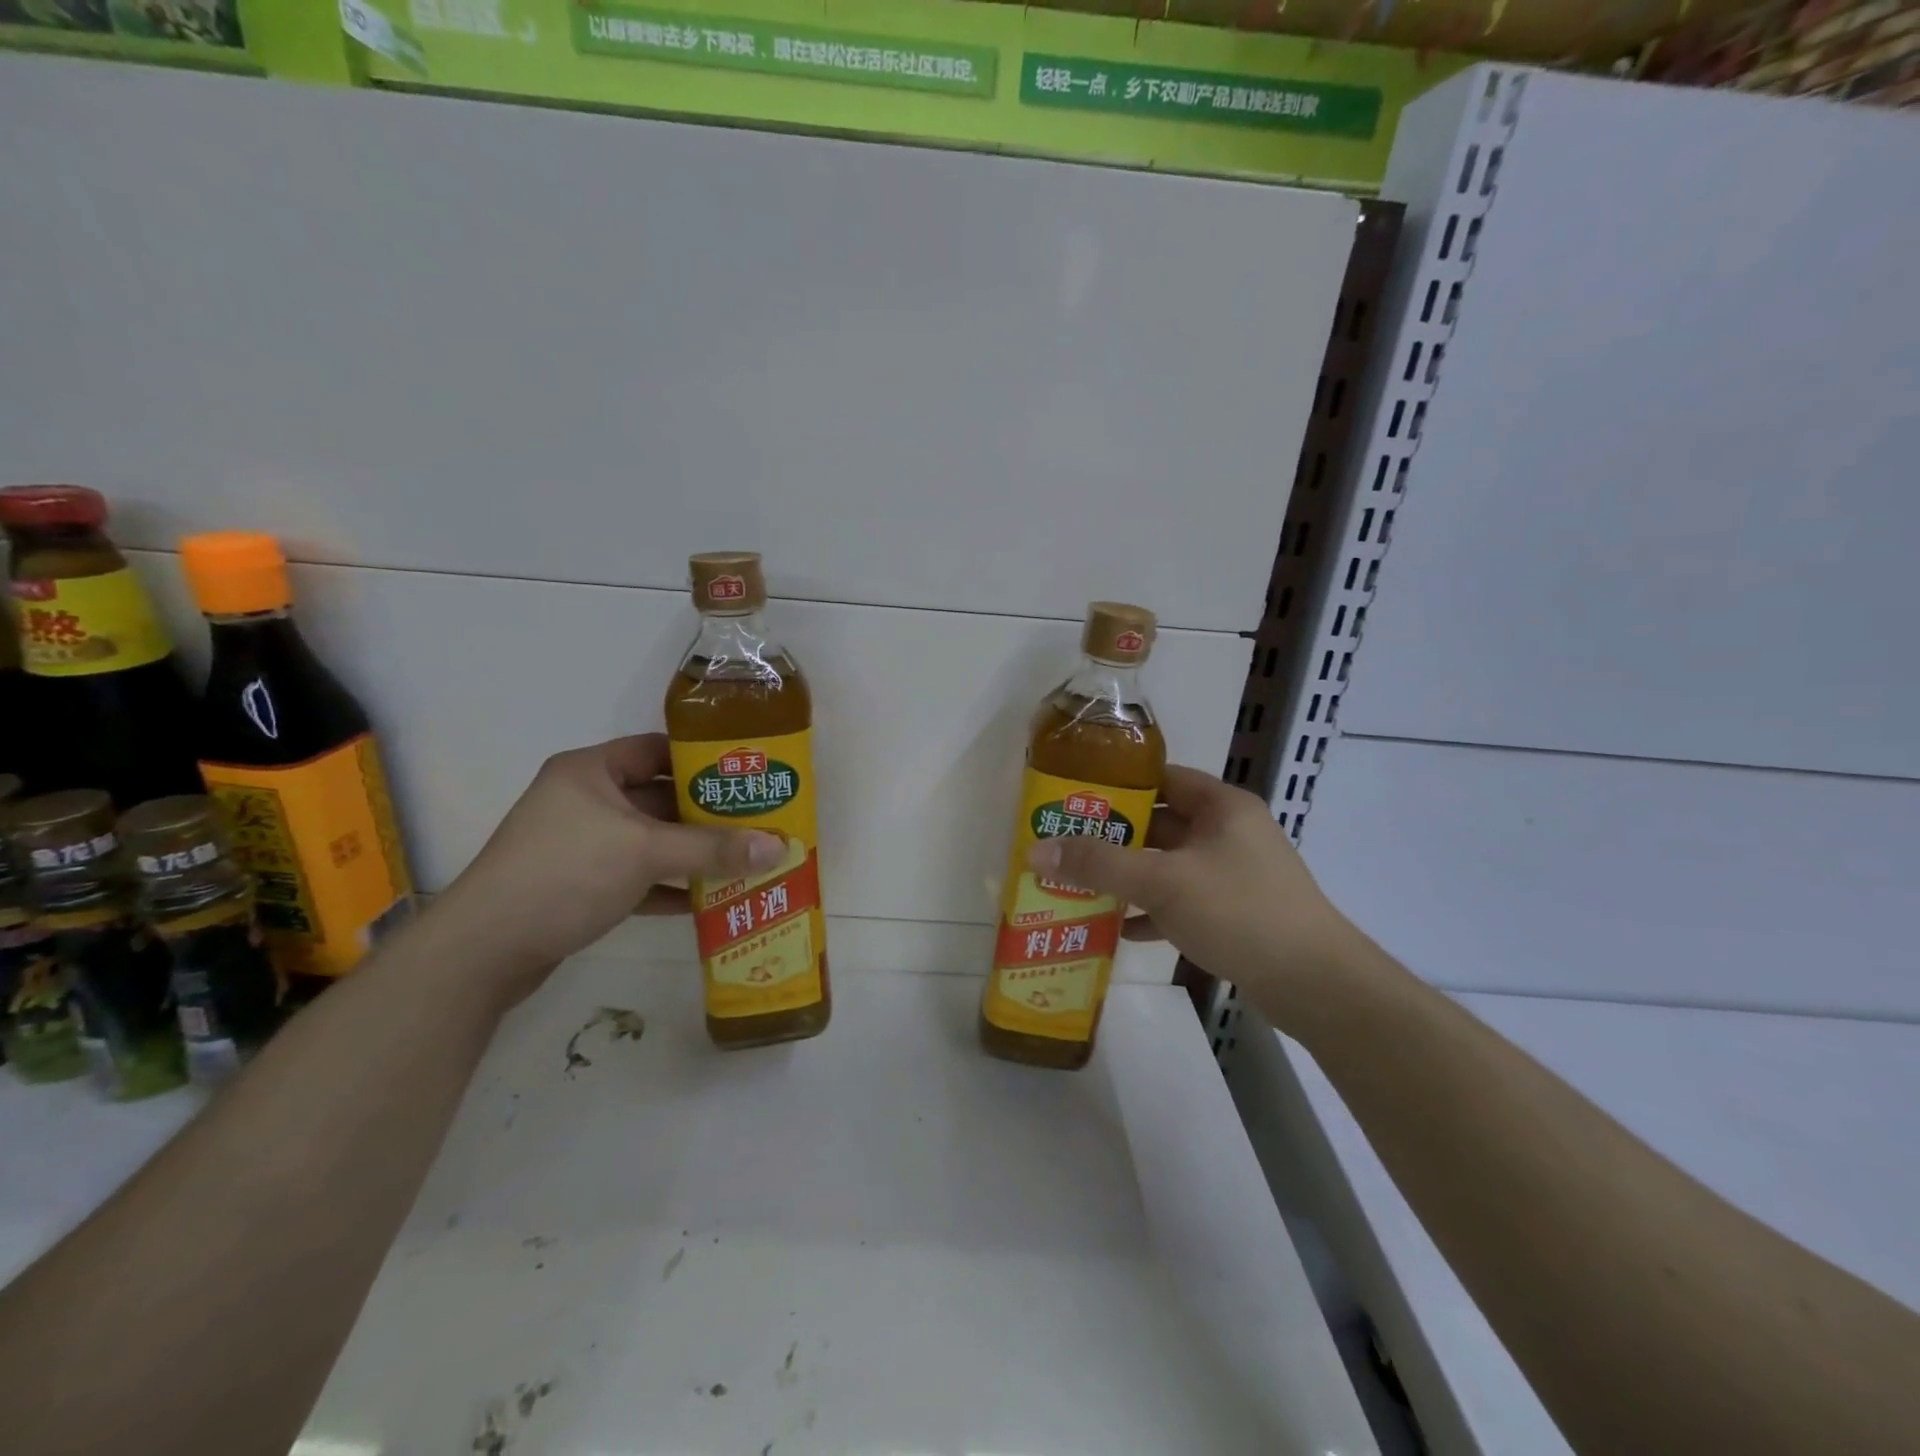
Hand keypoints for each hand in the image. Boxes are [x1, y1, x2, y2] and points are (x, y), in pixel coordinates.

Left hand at [438, 734, 783, 1001]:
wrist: (483, 950)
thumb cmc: (565, 873)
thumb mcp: (645, 853)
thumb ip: (713, 848)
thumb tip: (779, 847)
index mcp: (591, 772)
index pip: (657, 750)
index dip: (702, 759)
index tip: (747, 774)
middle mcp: (585, 801)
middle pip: (659, 798)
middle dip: (706, 814)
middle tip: (757, 820)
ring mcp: (581, 845)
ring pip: (650, 841)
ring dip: (692, 854)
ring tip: (744, 859)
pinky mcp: (580, 885)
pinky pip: (637, 877)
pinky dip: (668, 886)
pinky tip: (708, 900)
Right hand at [1026, 765, 1361, 1005]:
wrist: (1315, 984)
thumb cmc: (1239, 911)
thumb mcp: (1162, 882)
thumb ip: (1099, 864)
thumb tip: (1036, 850)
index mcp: (1221, 806)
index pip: (1161, 778)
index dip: (1117, 785)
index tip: (1074, 798)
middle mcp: (1229, 832)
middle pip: (1160, 824)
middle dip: (1114, 837)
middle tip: (1066, 845)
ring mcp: (1234, 874)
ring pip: (1169, 866)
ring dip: (1129, 877)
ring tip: (1079, 884)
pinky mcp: (1236, 912)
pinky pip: (1182, 900)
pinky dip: (1152, 911)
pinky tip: (1119, 928)